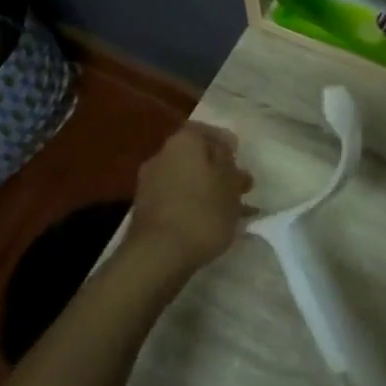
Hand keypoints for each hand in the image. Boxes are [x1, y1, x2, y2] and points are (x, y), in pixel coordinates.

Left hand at [128, 124, 253, 275]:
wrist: (158, 254)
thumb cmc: (202, 211)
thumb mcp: (230, 185)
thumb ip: (231, 167)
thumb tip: (227, 156)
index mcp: (183, 141)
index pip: (206, 131)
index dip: (225, 143)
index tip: (240, 160)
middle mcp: (161, 155)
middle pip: (194, 156)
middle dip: (216, 169)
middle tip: (238, 187)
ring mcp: (149, 183)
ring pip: (185, 179)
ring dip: (204, 190)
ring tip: (228, 210)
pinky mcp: (144, 210)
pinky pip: (175, 199)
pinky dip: (191, 206)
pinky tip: (207, 224)